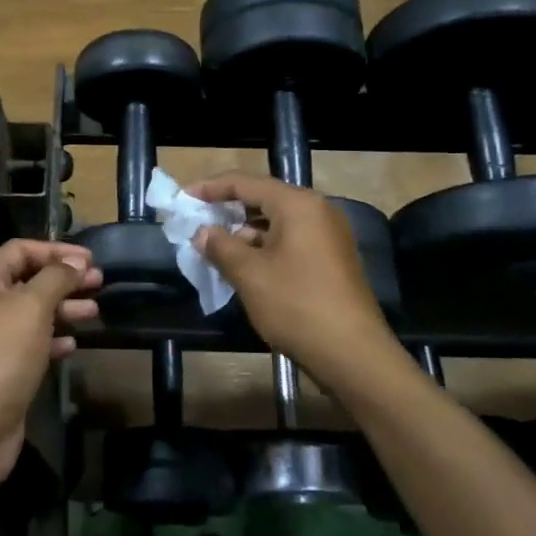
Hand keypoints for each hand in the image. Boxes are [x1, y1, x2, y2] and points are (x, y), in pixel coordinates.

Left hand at [0, 239, 100, 487]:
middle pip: (29, 280)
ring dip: (64, 309)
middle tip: (99, 283)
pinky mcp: (3, 369)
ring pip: (33, 314)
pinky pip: (33, 345)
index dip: (55, 250)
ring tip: (95, 312)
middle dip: (65, 279)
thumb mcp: (32, 306)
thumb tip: (74, 263)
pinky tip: (74, 346)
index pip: (20, 250)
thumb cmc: (0, 354)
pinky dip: (54, 341)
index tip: (90, 260)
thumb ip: (56, 278)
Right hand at [188, 172, 396, 388]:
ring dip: (245, 232)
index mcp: (297, 204)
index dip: (210, 188)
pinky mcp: (332, 259)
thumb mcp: (249, 274)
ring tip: (214, 248)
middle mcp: (317, 211)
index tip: (183, 198)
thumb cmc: (296, 305)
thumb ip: (221, 246)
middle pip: (263, 199)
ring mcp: (329, 236)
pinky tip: (243, 266)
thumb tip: (202, 232)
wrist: (352, 353)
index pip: (246, 182)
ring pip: (277, 223)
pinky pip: (291, 241)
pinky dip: (265, 247)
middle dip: (227, 211)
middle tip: (196, 223)